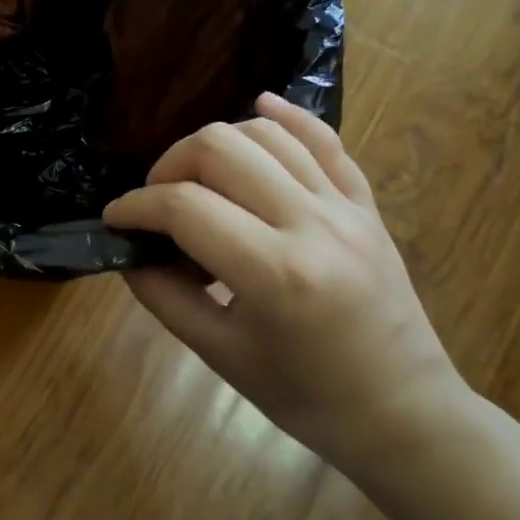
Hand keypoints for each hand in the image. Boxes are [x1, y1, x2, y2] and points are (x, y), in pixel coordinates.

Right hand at [102, 92, 467, 468]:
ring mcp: (345, 207)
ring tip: (196, 179)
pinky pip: (325, 139)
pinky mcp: (366, 204)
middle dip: (169, 165)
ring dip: (216, 144)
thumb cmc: (305, 397)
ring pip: (266, 133)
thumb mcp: (220, 355)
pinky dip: (286, 117)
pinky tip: (258, 107)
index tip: (114, 220)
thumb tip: (128, 252)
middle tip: (155, 202)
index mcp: (274, 272)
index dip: (135, 207)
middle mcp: (311, 223)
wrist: (404, 412)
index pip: (183, 207)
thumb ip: (164, 296)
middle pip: (220, 148)